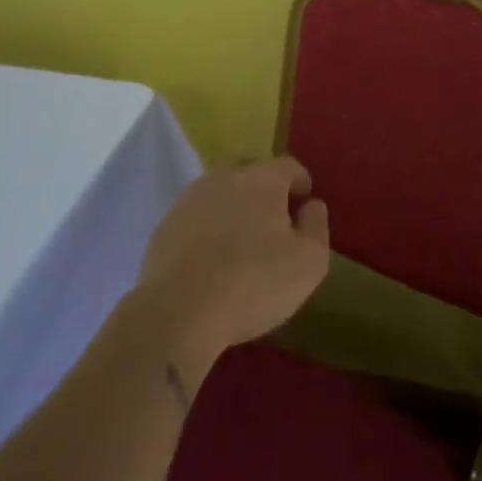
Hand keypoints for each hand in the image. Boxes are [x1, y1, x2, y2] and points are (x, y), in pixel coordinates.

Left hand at [133, 156, 330, 373]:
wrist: (177, 313)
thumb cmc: (253, 283)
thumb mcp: (309, 262)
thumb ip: (316, 226)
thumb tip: (311, 205)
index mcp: (263, 179)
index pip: (289, 166)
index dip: (300, 183)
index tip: (304, 206)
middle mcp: (226, 177)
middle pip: (251, 173)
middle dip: (265, 191)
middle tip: (273, 223)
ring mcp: (190, 199)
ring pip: (220, 193)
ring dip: (233, 209)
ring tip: (240, 242)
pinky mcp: (164, 226)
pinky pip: (196, 218)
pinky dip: (207, 229)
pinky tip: (210, 259)